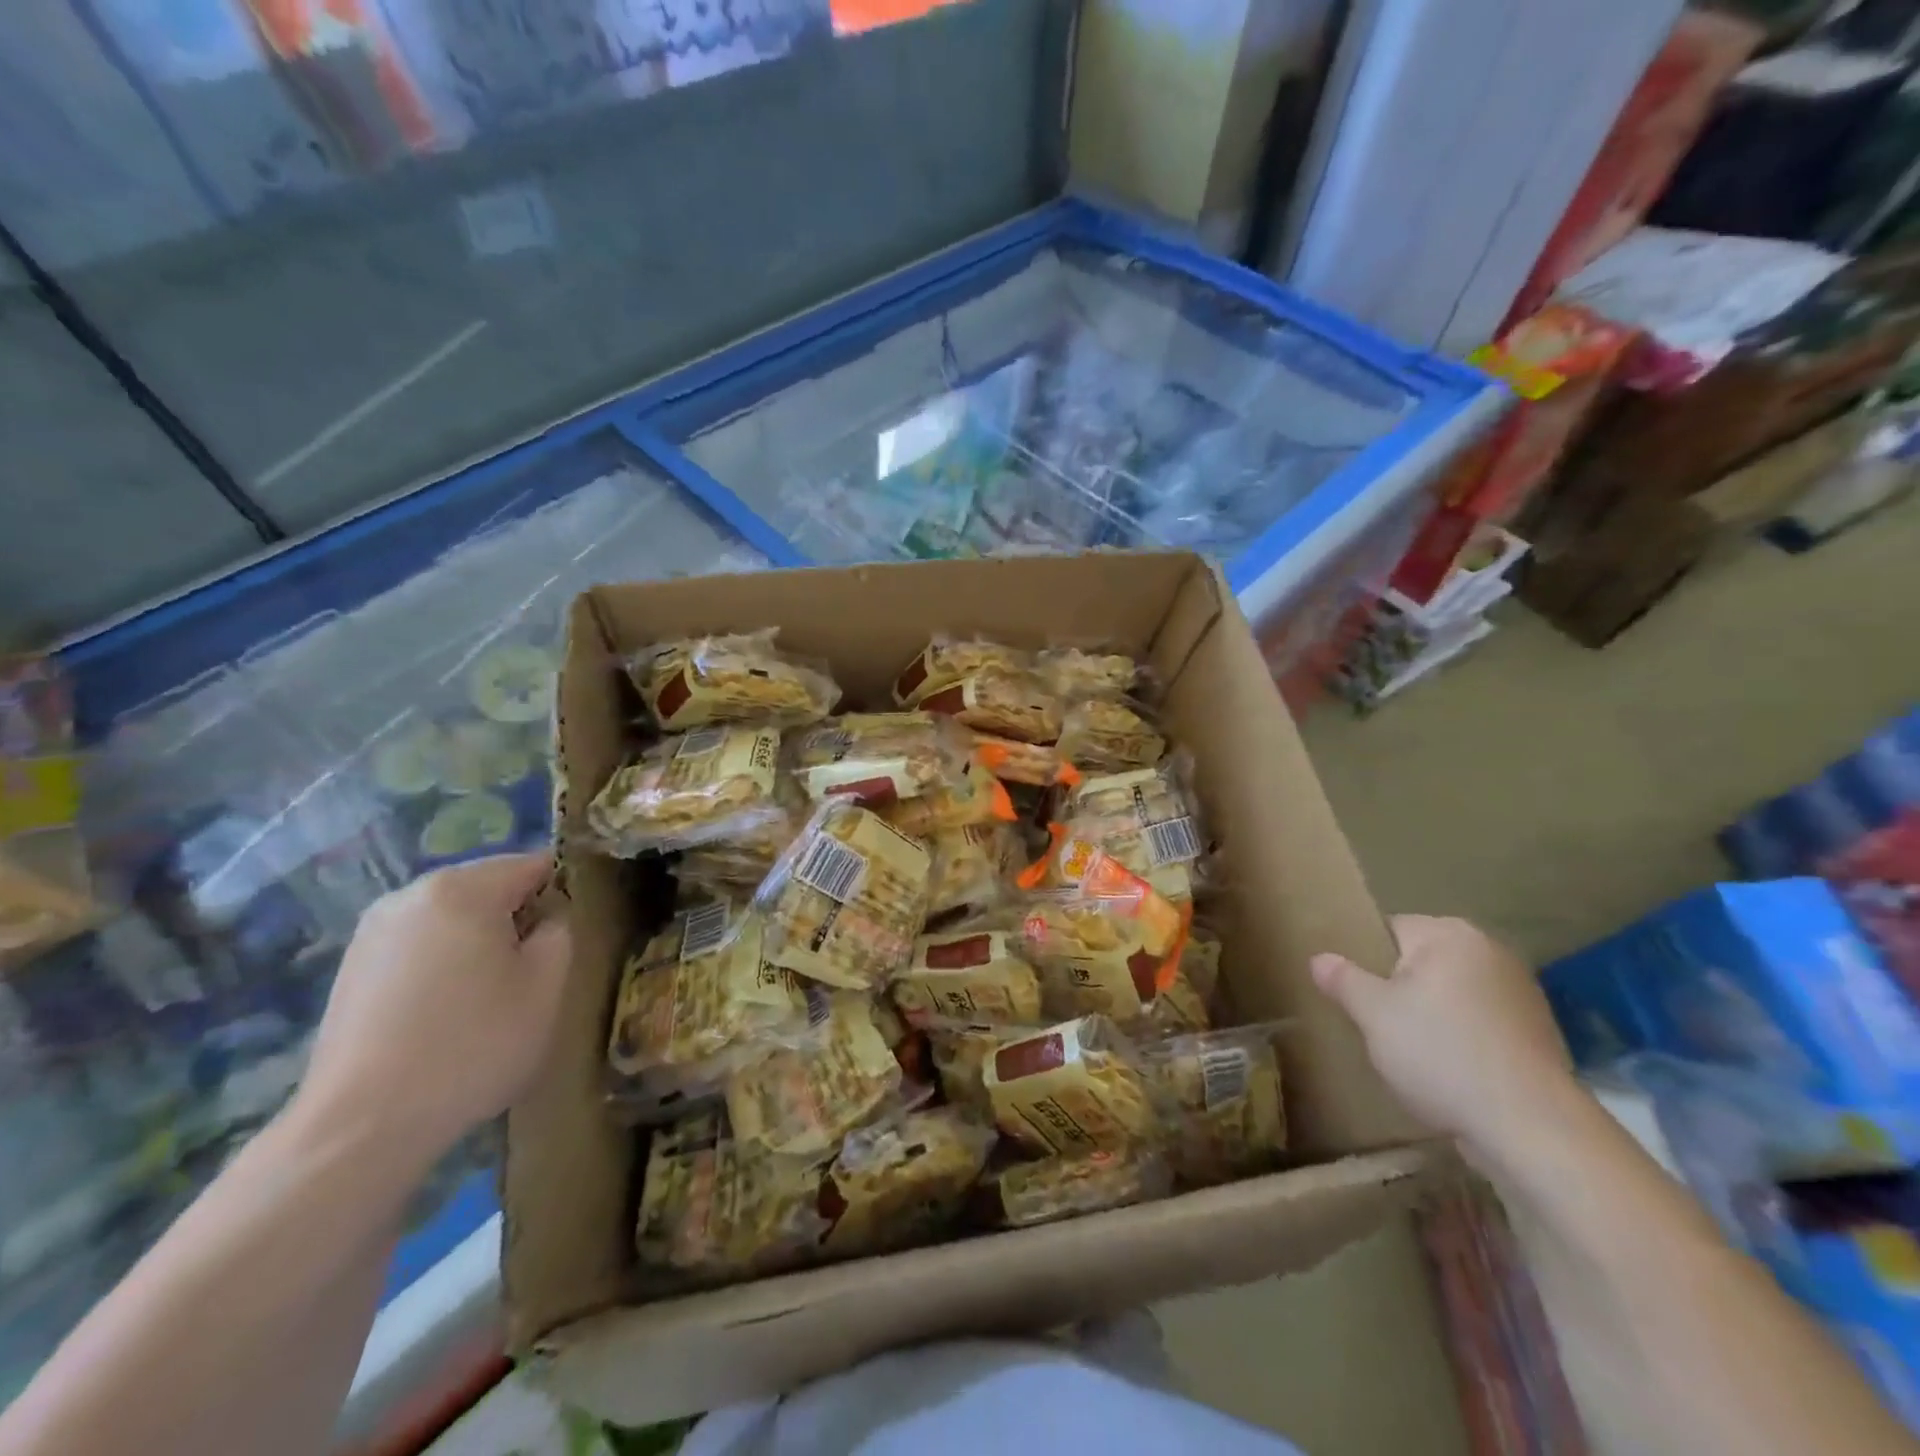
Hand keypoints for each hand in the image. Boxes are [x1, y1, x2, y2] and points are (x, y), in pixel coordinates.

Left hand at [295, 853, 570, 1167]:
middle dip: (516, 916)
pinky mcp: (351, 969)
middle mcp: (411, 895)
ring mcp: (372, 931)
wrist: (361, 1127)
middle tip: (532, 969)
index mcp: (462, 888)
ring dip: (478, 940)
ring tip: (489, 993)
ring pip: (451, 917)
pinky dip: (442, 963)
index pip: (532, 864)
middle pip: (487, 886)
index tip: (568, 935)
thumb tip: (547, 918)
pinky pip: (419, 945)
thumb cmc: (473, 1043)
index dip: (561, 893)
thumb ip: (560, 931)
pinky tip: (445, 1011)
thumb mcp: (547, 984)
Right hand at [1311, 915, 1577, 1159]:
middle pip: (1420, 962)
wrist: (1532, 1128)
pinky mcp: (1537, 1033)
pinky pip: (1478, 1023)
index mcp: (1449, 934)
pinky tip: (1448, 1071)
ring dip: (1429, 1015)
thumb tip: (1319, 958)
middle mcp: (1490, 951)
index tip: (1352, 995)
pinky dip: (1460, 1038)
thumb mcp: (1373, 1015)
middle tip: (1374, 1025)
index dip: (1364, 961)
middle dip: (1396, 990)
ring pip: (1450, 994)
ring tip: (1409, 1053)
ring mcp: (1521, 993)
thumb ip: (1342, 980)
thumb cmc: (1441, 1054)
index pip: (1388, 930)